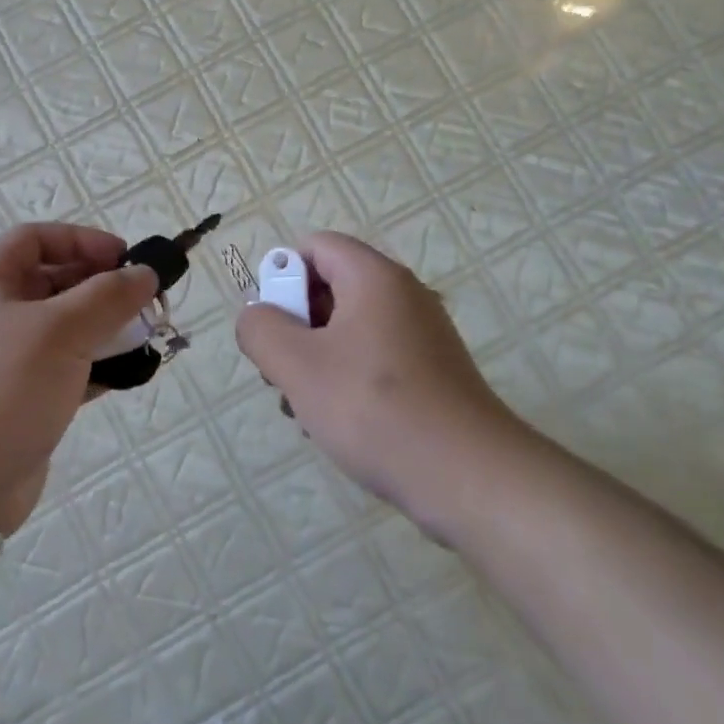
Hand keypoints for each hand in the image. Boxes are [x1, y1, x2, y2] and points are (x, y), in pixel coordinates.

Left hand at [0, 223, 157, 533]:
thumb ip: (108, 296)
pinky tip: (126, 375)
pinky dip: (95, 366)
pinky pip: (64, 368)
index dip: (82, 240)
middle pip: (53, 282)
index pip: (36, 238)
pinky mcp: (20, 399)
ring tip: (146, 338)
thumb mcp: (59, 331)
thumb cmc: (1, 388)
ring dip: (105, 328)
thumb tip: (144, 274)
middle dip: (101, 287)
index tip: (125, 259)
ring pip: (63, 328)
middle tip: (145, 302)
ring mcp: (4, 360)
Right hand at [235, 232, 524, 530]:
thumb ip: (261, 329)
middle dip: (295, 326)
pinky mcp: (432, 372)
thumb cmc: (373, 409)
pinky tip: (336, 424)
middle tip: (282, 373)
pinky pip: (374, 358)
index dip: (282, 276)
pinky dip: (347, 380)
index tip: (273, 326)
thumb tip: (256, 316)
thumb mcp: (297, 366)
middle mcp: (403, 295)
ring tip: (304, 408)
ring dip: (316, 360)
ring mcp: (422, 335)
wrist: (467, 477)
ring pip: (348, 329)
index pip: (315, 246)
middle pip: (330, 287)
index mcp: (374, 277)